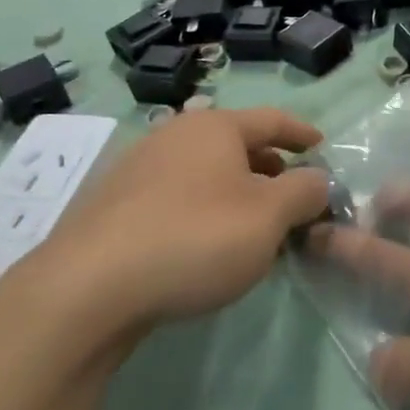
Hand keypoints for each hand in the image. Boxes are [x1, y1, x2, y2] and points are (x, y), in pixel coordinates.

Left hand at [22, 107, 330, 345]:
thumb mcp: (270, 216)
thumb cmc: (195, 238)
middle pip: (237, 145)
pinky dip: (205, 211)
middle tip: (294, 197)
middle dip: (271, 168)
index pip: (272, 119)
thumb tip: (318, 180)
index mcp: (214, 127)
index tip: (322, 148)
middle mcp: (174, 136)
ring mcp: (138, 170)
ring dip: (238, 193)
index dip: (302, 133)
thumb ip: (305, 192)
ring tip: (255, 227)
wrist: (87, 290)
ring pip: (206, 174)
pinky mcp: (115, 208)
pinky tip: (208, 246)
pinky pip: (178, 198)